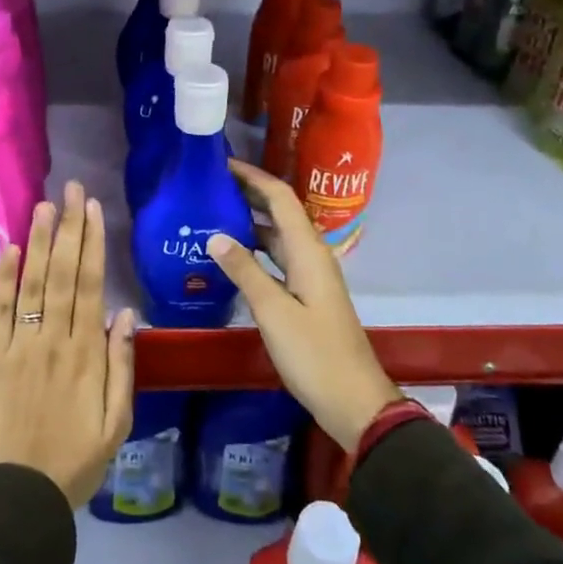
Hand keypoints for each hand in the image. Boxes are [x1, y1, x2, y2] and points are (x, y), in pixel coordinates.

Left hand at [0, 181, 136, 508]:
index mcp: (87, 354)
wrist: (20, 496)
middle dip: (68, 227)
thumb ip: (123, 365)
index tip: (92, 209)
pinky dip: (5, 278)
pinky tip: (11, 247)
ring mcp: (20, 346)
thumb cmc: (77, 460)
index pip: (91, 285)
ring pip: (32, 283)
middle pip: (63, 273)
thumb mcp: (118, 422)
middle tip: (70, 188)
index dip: (92, 243)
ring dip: (39, 241)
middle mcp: (54, 340)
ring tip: (44, 203)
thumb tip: (127, 313)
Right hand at [209, 160, 399, 451]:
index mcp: (308, 250)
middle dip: (248, 193)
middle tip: (209, 185)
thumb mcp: (273, 312)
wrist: (353, 400)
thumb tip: (215, 235)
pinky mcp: (306, 294)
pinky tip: (230, 256)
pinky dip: (254, 248)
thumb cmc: (314, 354)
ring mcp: (310, 275)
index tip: (221, 163)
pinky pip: (277, 258)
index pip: (280, 198)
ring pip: (277, 235)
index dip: (253, 176)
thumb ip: (244, 271)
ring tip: (212, 213)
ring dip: (249, 220)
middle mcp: (311, 254)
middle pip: (280, 211)